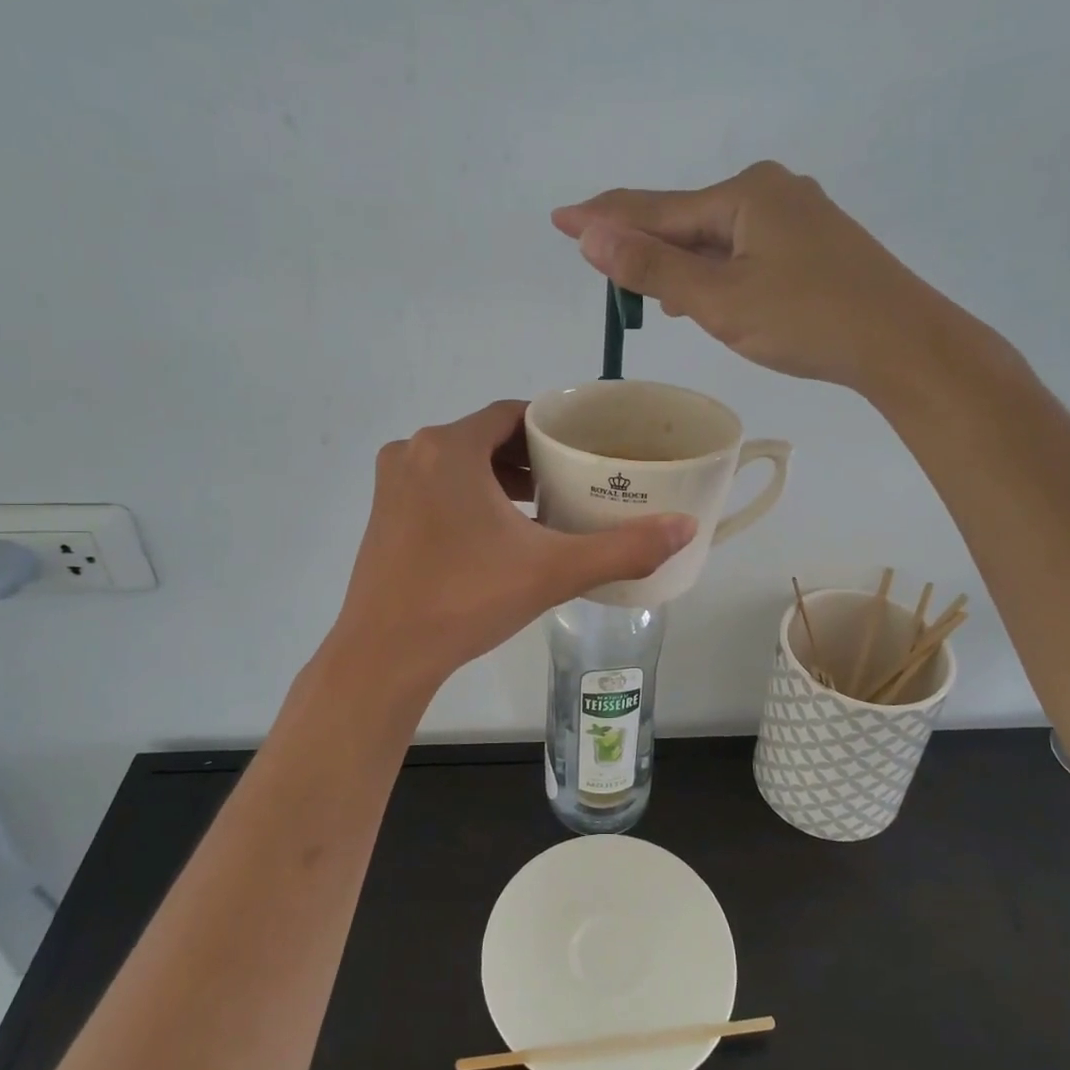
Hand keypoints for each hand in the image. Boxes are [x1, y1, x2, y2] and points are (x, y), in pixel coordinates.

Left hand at [328, 401, 695, 696]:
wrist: (385, 655)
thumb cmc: (466, 599)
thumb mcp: (552, 571)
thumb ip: (623, 547)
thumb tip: (687, 527)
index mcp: (449, 448)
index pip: (513, 414)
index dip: (553, 427)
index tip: (586, 447)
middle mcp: (414, 452)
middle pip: (486, 437)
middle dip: (530, 455)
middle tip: (573, 478)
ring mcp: (392, 483)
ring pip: (460, 463)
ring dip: (500, 477)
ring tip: (544, 503)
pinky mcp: (383, 513)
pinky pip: (437, 486)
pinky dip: (471, 495)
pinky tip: (500, 531)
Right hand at [553, 161, 956, 396]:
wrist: (903, 343)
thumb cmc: (808, 320)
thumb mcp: (720, 299)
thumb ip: (653, 267)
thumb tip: (591, 234)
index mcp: (744, 193)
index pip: (655, 208)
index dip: (603, 217)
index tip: (559, 217)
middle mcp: (770, 190)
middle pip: (686, 218)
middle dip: (643, 243)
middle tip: (602, 267)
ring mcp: (796, 215)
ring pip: (716, 237)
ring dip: (679, 261)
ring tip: (646, 290)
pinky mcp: (814, 243)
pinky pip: (743, 249)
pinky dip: (714, 270)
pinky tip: (704, 291)